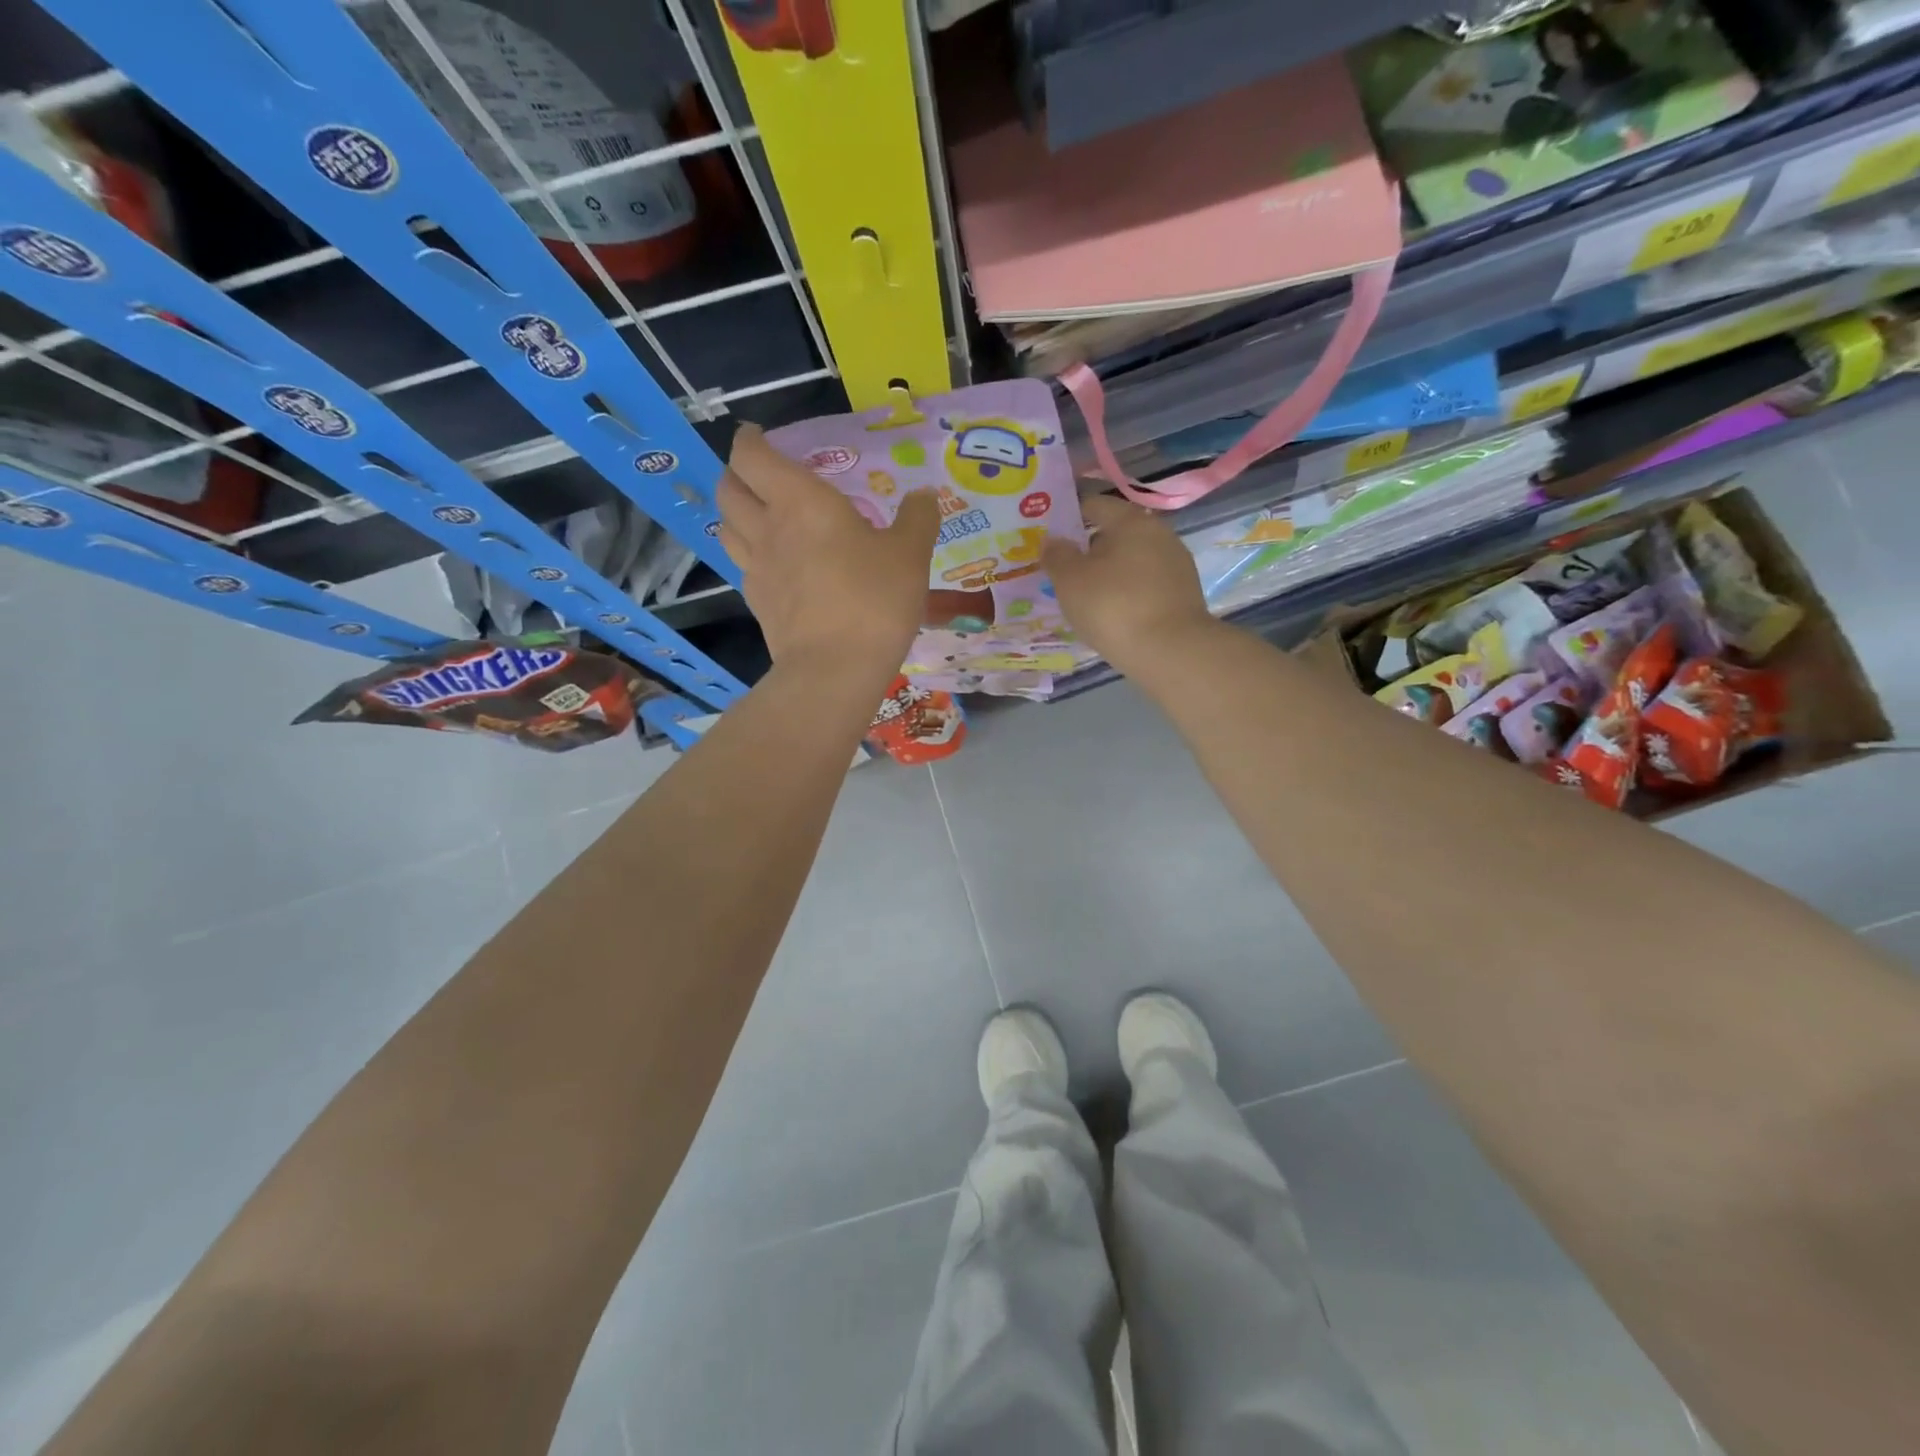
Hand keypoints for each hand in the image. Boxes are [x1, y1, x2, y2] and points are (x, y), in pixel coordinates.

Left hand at [718, 424, 939, 677]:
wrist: (835, 669)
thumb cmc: (873, 600)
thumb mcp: (910, 555)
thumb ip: (918, 519)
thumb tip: (924, 495)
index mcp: (801, 501)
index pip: (752, 456)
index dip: (749, 440)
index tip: (756, 434)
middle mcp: (768, 528)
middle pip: (729, 488)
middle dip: (736, 473)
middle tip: (758, 474)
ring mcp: (757, 568)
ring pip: (726, 526)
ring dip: (736, 512)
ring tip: (758, 514)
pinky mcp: (758, 603)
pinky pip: (743, 565)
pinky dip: (750, 553)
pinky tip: (773, 563)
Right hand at [1043, 493, 1217, 677]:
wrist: (1171, 652)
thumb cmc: (1113, 606)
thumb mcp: (1070, 581)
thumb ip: (1057, 555)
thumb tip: (1053, 540)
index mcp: (1130, 520)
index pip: (1094, 505)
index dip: (1069, 516)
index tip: (1051, 538)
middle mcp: (1159, 533)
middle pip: (1117, 533)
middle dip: (1091, 549)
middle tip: (1066, 573)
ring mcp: (1177, 564)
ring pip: (1133, 561)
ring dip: (1112, 573)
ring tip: (1089, 598)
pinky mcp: (1185, 593)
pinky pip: (1147, 585)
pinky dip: (1130, 593)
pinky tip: (1116, 614)